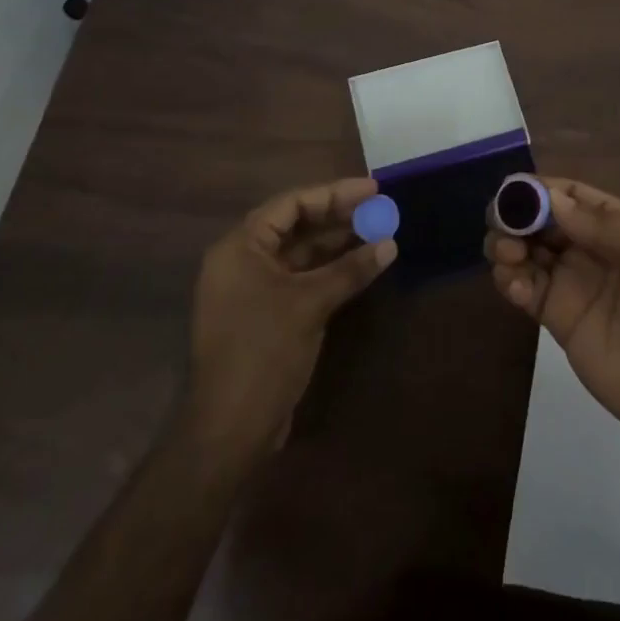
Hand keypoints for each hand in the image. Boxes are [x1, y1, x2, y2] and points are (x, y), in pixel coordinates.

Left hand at [183, 178, 395, 462]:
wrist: (230, 430)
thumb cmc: (263, 353)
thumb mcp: (310, 304)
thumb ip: (351, 269)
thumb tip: (390, 244)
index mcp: (240, 247)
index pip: (291, 204)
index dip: (334, 193)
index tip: (373, 190)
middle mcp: (242, 261)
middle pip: (295, 225)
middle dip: (338, 216)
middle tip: (380, 209)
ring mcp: (252, 289)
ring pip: (300, 252)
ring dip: (337, 243)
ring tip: (378, 232)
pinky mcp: (265, 313)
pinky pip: (300, 277)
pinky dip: (328, 269)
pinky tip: (360, 265)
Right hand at [485, 178, 619, 452]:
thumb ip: (608, 223)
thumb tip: (552, 199)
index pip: (573, 195)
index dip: (542, 189)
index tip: (512, 190)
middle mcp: (594, 249)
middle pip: (543, 221)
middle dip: (517, 215)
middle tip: (500, 223)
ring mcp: (575, 285)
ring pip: (528, 252)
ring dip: (508, 244)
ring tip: (507, 253)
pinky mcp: (560, 320)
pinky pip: (526, 290)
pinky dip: (510, 280)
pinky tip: (514, 284)